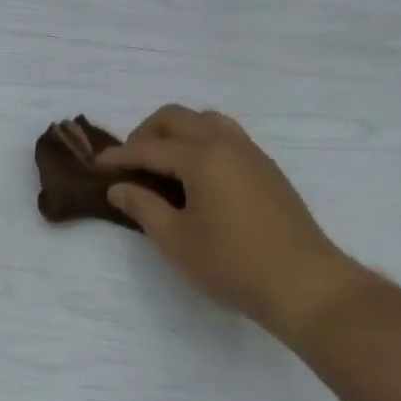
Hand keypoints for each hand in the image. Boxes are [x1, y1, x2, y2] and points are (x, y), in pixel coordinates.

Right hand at [99, 106, 366, 340]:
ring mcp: (252, 154)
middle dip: (146, 133)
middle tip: (129, 162)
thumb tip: (119, 187)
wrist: (304, 283)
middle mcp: (227, 143)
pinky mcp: (267, 170)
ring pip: (206, 121)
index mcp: (201, 156)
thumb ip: (143, 207)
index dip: (119, 156)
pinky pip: (226, 137)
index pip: (149, 147)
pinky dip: (201, 143)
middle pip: (178, 118)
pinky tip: (196, 177)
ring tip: (162, 164)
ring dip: (178, 132)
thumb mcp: (176, 239)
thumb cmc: (232, 263)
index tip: (96, 166)